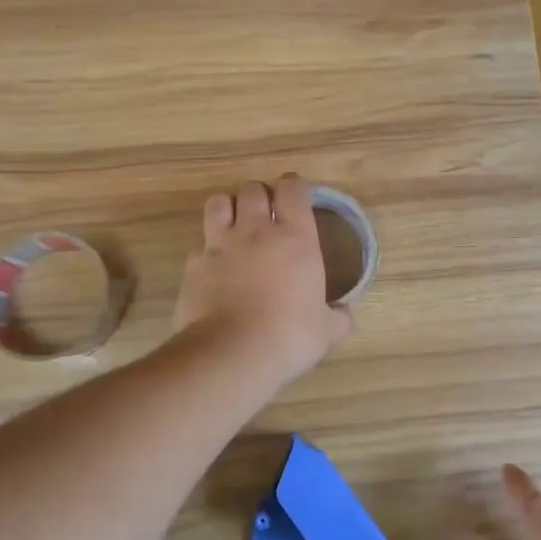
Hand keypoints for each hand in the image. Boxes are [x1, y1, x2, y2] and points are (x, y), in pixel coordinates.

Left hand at [172, 175, 355, 386]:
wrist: (232, 353)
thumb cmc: (289, 336)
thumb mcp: (326, 332)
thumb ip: (338, 318)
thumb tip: (347, 314)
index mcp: (295, 238)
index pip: (292, 188)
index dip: (293, 186)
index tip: (294, 196)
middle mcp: (256, 232)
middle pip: (252, 189)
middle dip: (259, 196)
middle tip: (265, 214)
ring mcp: (220, 245)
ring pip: (218, 203)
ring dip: (227, 208)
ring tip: (233, 225)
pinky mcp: (193, 265)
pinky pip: (199, 244)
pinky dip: (206, 250)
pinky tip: (213, 267)